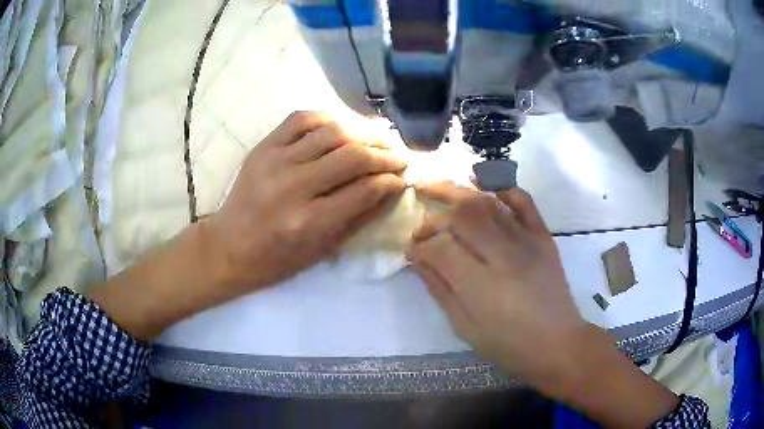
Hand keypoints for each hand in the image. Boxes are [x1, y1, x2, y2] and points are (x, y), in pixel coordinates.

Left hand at [90, 112, 405, 340]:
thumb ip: (359, 216)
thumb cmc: (277, 258)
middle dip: (384, 154)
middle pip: (352, 156)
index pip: (364, 190)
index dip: (390, 181)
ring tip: (378, 139)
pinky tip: (343, 127)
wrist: (229, 245)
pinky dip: (328, 118)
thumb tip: (391, 188)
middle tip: (398, 156)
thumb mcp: (322, 249)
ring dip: (363, 133)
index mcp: (308, 222)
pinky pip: (302, 119)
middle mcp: (292, 186)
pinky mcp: (263, 147)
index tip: (403, 177)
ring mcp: (275, 161)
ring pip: (331, 132)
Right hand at [405, 181, 584, 381]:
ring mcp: (527, 241)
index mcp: (481, 285)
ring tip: (435, 187)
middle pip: (463, 215)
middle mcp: (504, 255)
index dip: (420, 246)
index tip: (412, 251)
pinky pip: (524, 202)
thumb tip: (416, 259)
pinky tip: (484, 188)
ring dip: (458, 192)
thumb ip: (440, 289)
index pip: (441, 248)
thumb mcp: (465, 326)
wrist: (557, 342)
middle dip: (434, 215)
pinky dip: (503, 189)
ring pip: (488, 203)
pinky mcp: (543, 237)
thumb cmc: (507, 343)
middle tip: (419, 222)